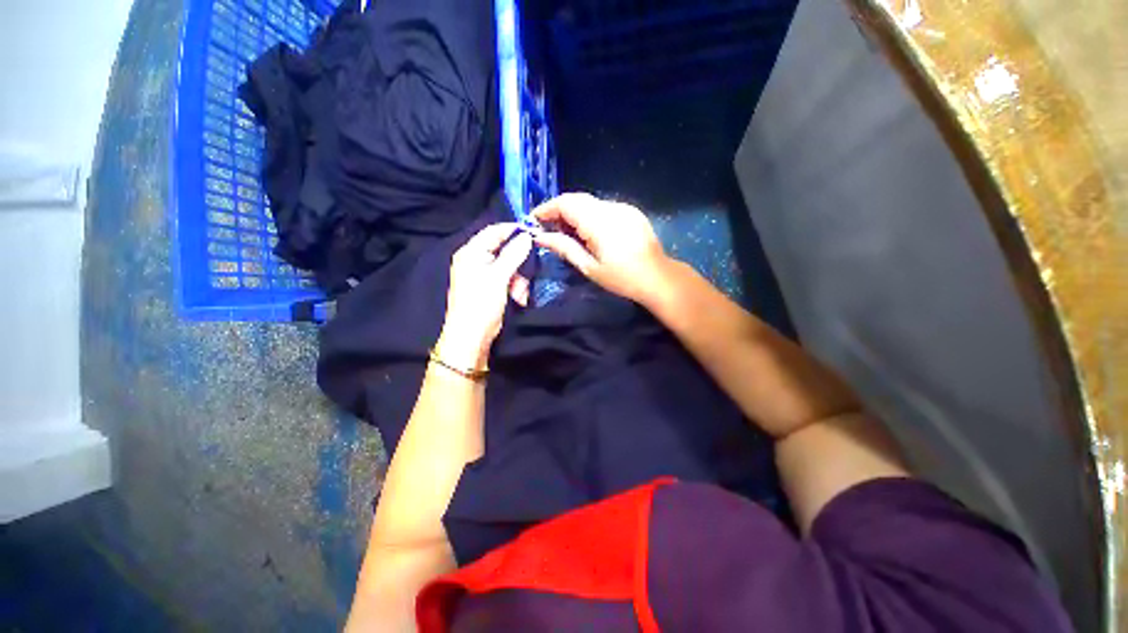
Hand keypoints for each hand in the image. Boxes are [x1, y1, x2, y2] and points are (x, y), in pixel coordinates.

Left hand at [437, 223, 532, 368]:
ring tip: (520, 294)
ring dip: (518, 279)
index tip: (534, 232)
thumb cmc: (481, 304)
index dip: (513, 230)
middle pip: (504, 250)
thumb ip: (513, 254)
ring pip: (509, 267)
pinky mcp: (490, 287)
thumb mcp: (499, 277)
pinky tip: (518, 298)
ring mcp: (483, 274)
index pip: (493, 231)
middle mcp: (475, 259)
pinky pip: (507, 279)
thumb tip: (526, 236)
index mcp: (471, 252)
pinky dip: (515, 287)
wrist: (472, 337)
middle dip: (519, 263)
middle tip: (528, 273)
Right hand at [532, 192, 669, 303]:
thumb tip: (539, 237)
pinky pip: (603, 207)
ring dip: (574, 213)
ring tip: (568, 234)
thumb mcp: (589, 267)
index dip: (547, 208)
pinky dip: (589, 215)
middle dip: (559, 210)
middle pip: (577, 199)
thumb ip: (564, 248)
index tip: (534, 220)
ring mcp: (623, 207)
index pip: (566, 203)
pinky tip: (589, 233)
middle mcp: (610, 207)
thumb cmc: (621, 278)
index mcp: (598, 222)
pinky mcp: (631, 211)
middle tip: (548, 229)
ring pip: (590, 203)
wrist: (658, 277)